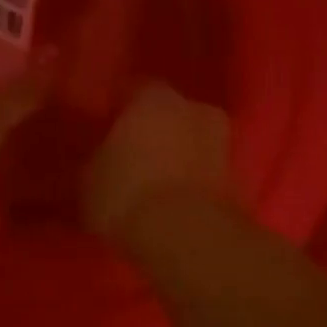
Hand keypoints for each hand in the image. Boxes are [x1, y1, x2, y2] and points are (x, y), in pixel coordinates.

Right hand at [85, 81, 233, 242]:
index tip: (107, 127)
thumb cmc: (128, 193)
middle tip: (133, 153)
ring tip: (154, 180)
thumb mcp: (90, 178)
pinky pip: (204, 169)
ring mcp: (221, 141)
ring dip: (177, 154)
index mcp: (154, 97)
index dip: (119, 109)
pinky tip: (173, 199)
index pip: (133, 90)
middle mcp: (193, 108)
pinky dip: (192, 179)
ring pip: (191, 140)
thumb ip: (98, 158)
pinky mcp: (236, 176)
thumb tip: (102, 157)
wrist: (187, 236)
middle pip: (169, 113)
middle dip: (154, 130)